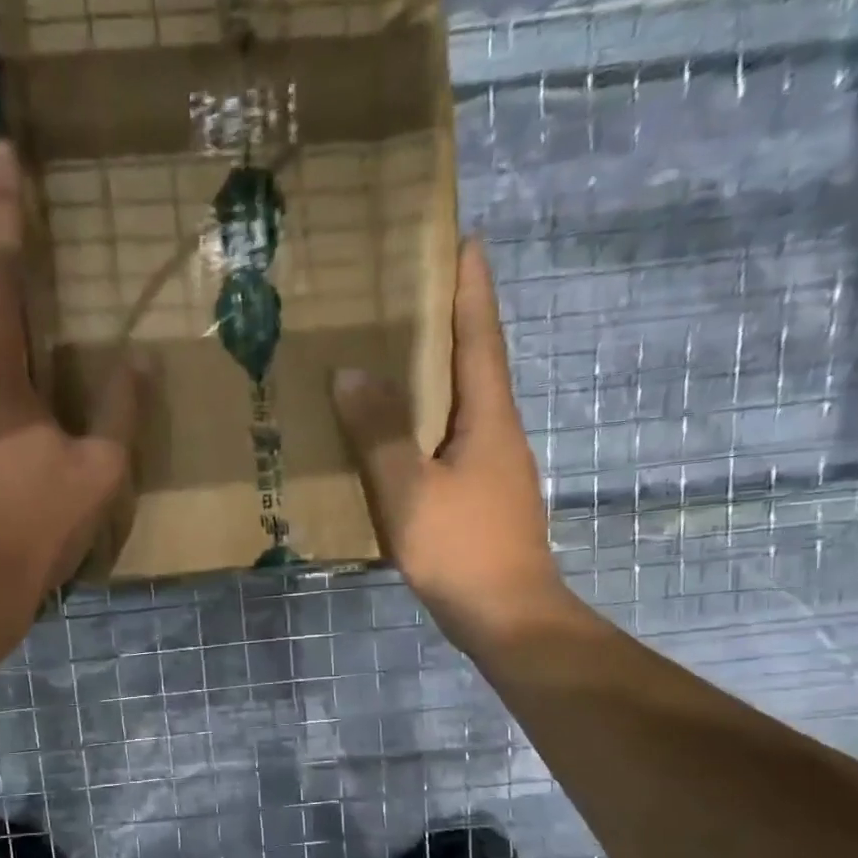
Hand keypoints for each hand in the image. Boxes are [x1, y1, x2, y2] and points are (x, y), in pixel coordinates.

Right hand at [330, 238, 569, 642]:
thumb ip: (380, 433)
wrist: (506, 617)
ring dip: (434, 376)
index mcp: (488, 418)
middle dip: (449, 324)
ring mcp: (491, 468)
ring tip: (391, 358)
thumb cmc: (461, 548)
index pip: (480, 336)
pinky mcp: (479, 498)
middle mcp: (496, 432)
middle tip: (409, 294)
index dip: (471, 289)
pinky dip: (424, 424)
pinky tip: (394, 436)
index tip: (463, 240)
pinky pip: (447, 443)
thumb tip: (351, 372)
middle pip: (473, 364)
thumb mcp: (410, 490)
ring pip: (460, 406)